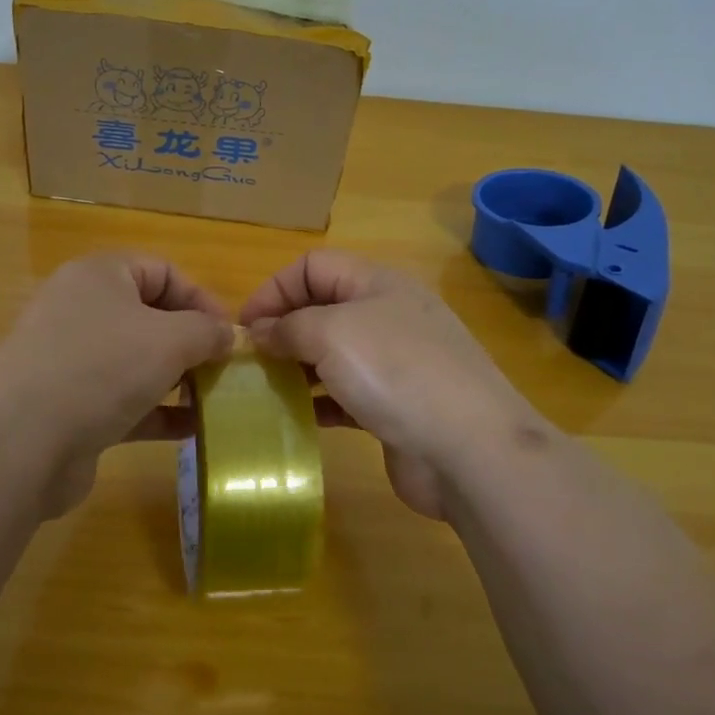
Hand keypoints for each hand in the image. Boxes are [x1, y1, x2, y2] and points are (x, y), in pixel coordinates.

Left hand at [0, 252, 232, 516]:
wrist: (22, 441)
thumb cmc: (102, 367)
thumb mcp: (170, 338)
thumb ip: (207, 331)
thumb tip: (226, 335)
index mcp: (99, 276)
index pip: (161, 271)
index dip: (200, 298)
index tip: (230, 334)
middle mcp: (81, 311)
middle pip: (149, 317)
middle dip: (191, 343)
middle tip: (224, 370)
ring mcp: (71, 361)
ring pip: (137, 362)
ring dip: (177, 380)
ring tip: (213, 400)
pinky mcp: (69, 407)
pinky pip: (123, 401)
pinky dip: (156, 412)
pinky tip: (190, 430)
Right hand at [239, 251, 547, 519]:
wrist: (470, 449)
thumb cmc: (396, 372)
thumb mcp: (331, 334)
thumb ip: (288, 327)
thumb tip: (260, 332)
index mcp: (377, 283)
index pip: (314, 265)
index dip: (275, 288)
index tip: (244, 327)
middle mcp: (387, 315)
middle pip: (322, 308)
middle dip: (283, 328)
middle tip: (250, 361)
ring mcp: (395, 363)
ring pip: (332, 353)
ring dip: (297, 366)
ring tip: (265, 388)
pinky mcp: (396, 406)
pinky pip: (346, 394)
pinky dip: (319, 401)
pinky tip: (297, 417)